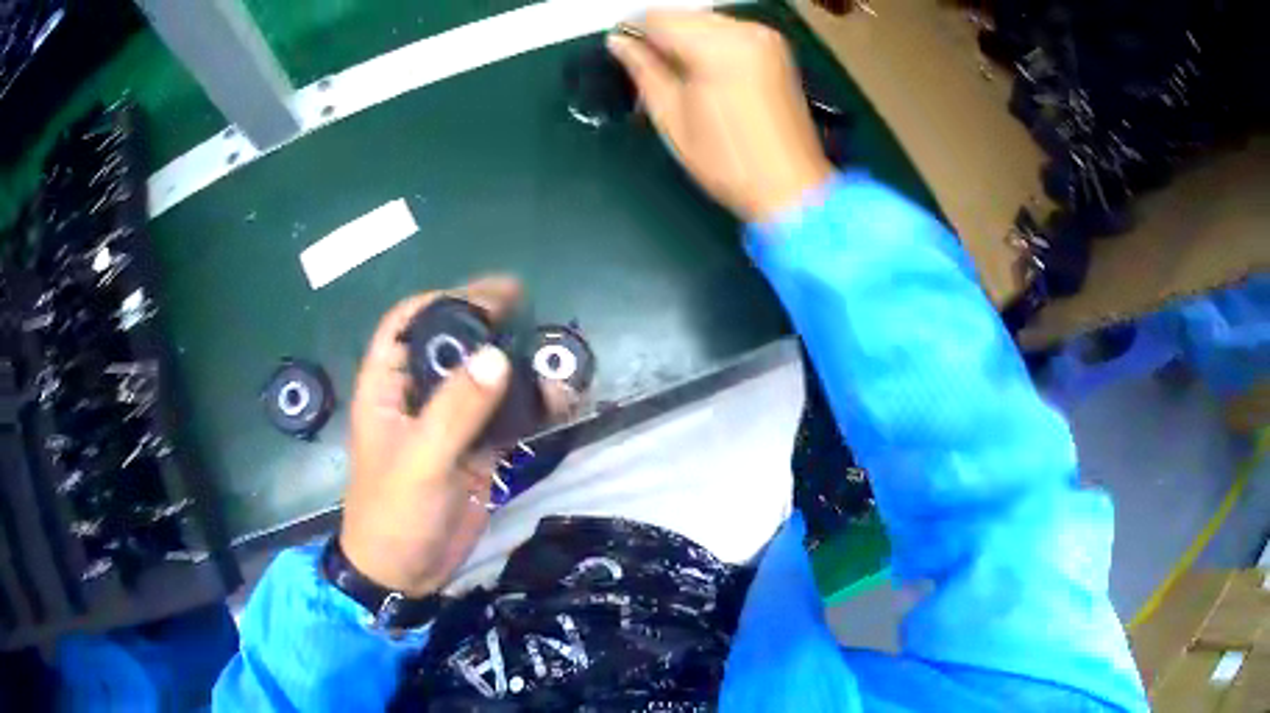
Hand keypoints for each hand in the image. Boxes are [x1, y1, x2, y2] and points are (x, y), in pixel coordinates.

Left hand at [339, 277, 531, 595]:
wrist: (407, 573)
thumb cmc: (394, 513)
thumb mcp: (420, 460)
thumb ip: (456, 410)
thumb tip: (497, 357)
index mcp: (387, 388)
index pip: (404, 324)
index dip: (439, 301)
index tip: (483, 295)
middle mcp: (418, 397)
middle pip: (451, 345)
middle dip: (486, 324)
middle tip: (528, 308)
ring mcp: (450, 423)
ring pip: (483, 379)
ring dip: (516, 364)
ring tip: (552, 348)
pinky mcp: (476, 450)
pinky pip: (506, 418)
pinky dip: (533, 405)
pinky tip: (560, 397)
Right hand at [607, 10, 833, 222]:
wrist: (790, 187)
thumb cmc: (727, 161)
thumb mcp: (671, 115)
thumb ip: (643, 69)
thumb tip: (619, 42)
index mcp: (718, 47)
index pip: (659, 19)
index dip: (632, 30)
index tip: (619, 47)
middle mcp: (745, 31)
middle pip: (685, 16)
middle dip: (660, 33)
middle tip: (642, 62)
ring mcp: (765, 38)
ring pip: (706, 21)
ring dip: (683, 37)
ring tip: (672, 70)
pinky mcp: (776, 48)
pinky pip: (729, 31)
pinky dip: (708, 42)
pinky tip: (700, 68)